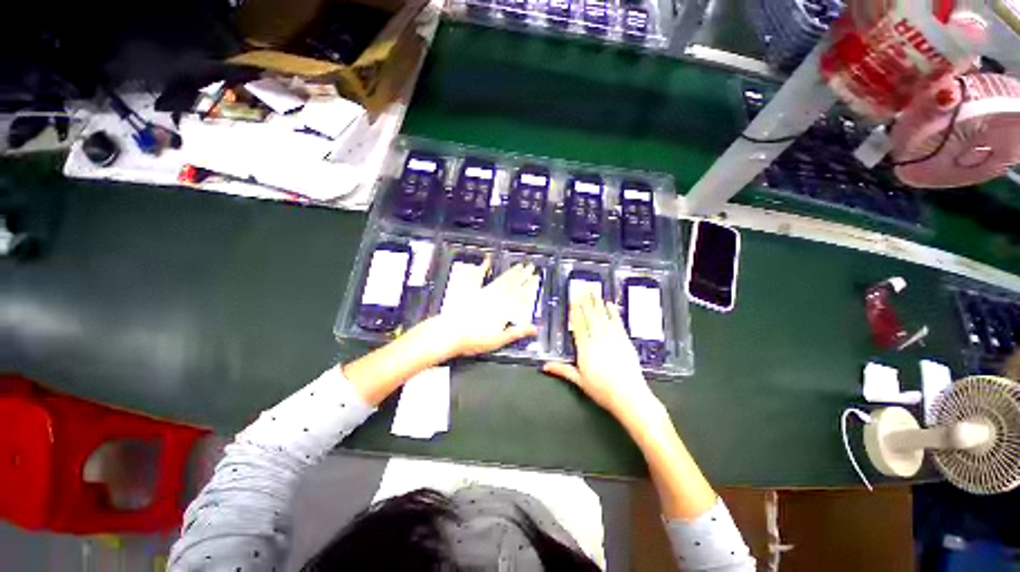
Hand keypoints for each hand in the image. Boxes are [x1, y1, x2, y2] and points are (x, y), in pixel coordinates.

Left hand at [436, 261, 540, 356]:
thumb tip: (535, 329)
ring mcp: (483, 292)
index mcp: (504, 309)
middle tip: (530, 265)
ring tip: (518, 265)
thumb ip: (517, 332)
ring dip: (510, 272)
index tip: (536, 276)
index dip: (529, 284)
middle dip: (522, 274)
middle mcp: (496, 298)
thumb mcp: (499, 340)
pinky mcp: (471, 291)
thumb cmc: (475, 340)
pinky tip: (487, 260)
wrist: (451, 333)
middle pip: (512, 284)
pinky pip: (478, 276)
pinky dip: (483, 267)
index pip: (520, 294)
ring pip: (501, 280)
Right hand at [543, 293, 659, 419]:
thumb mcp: (579, 381)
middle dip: (586, 302)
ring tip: (594, 291)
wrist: (630, 398)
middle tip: (583, 287)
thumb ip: (562, 370)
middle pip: (591, 318)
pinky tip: (610, 304)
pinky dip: (614, 313)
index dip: (576, 311)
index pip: (579, 326)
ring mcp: (613, 340)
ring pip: (603, 317)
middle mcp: (598, 340)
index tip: (573, 298)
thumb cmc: (602, 391)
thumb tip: (545, 366)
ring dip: (598, 303)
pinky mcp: (625, 342)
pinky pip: (618, 324)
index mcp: (585, 349)